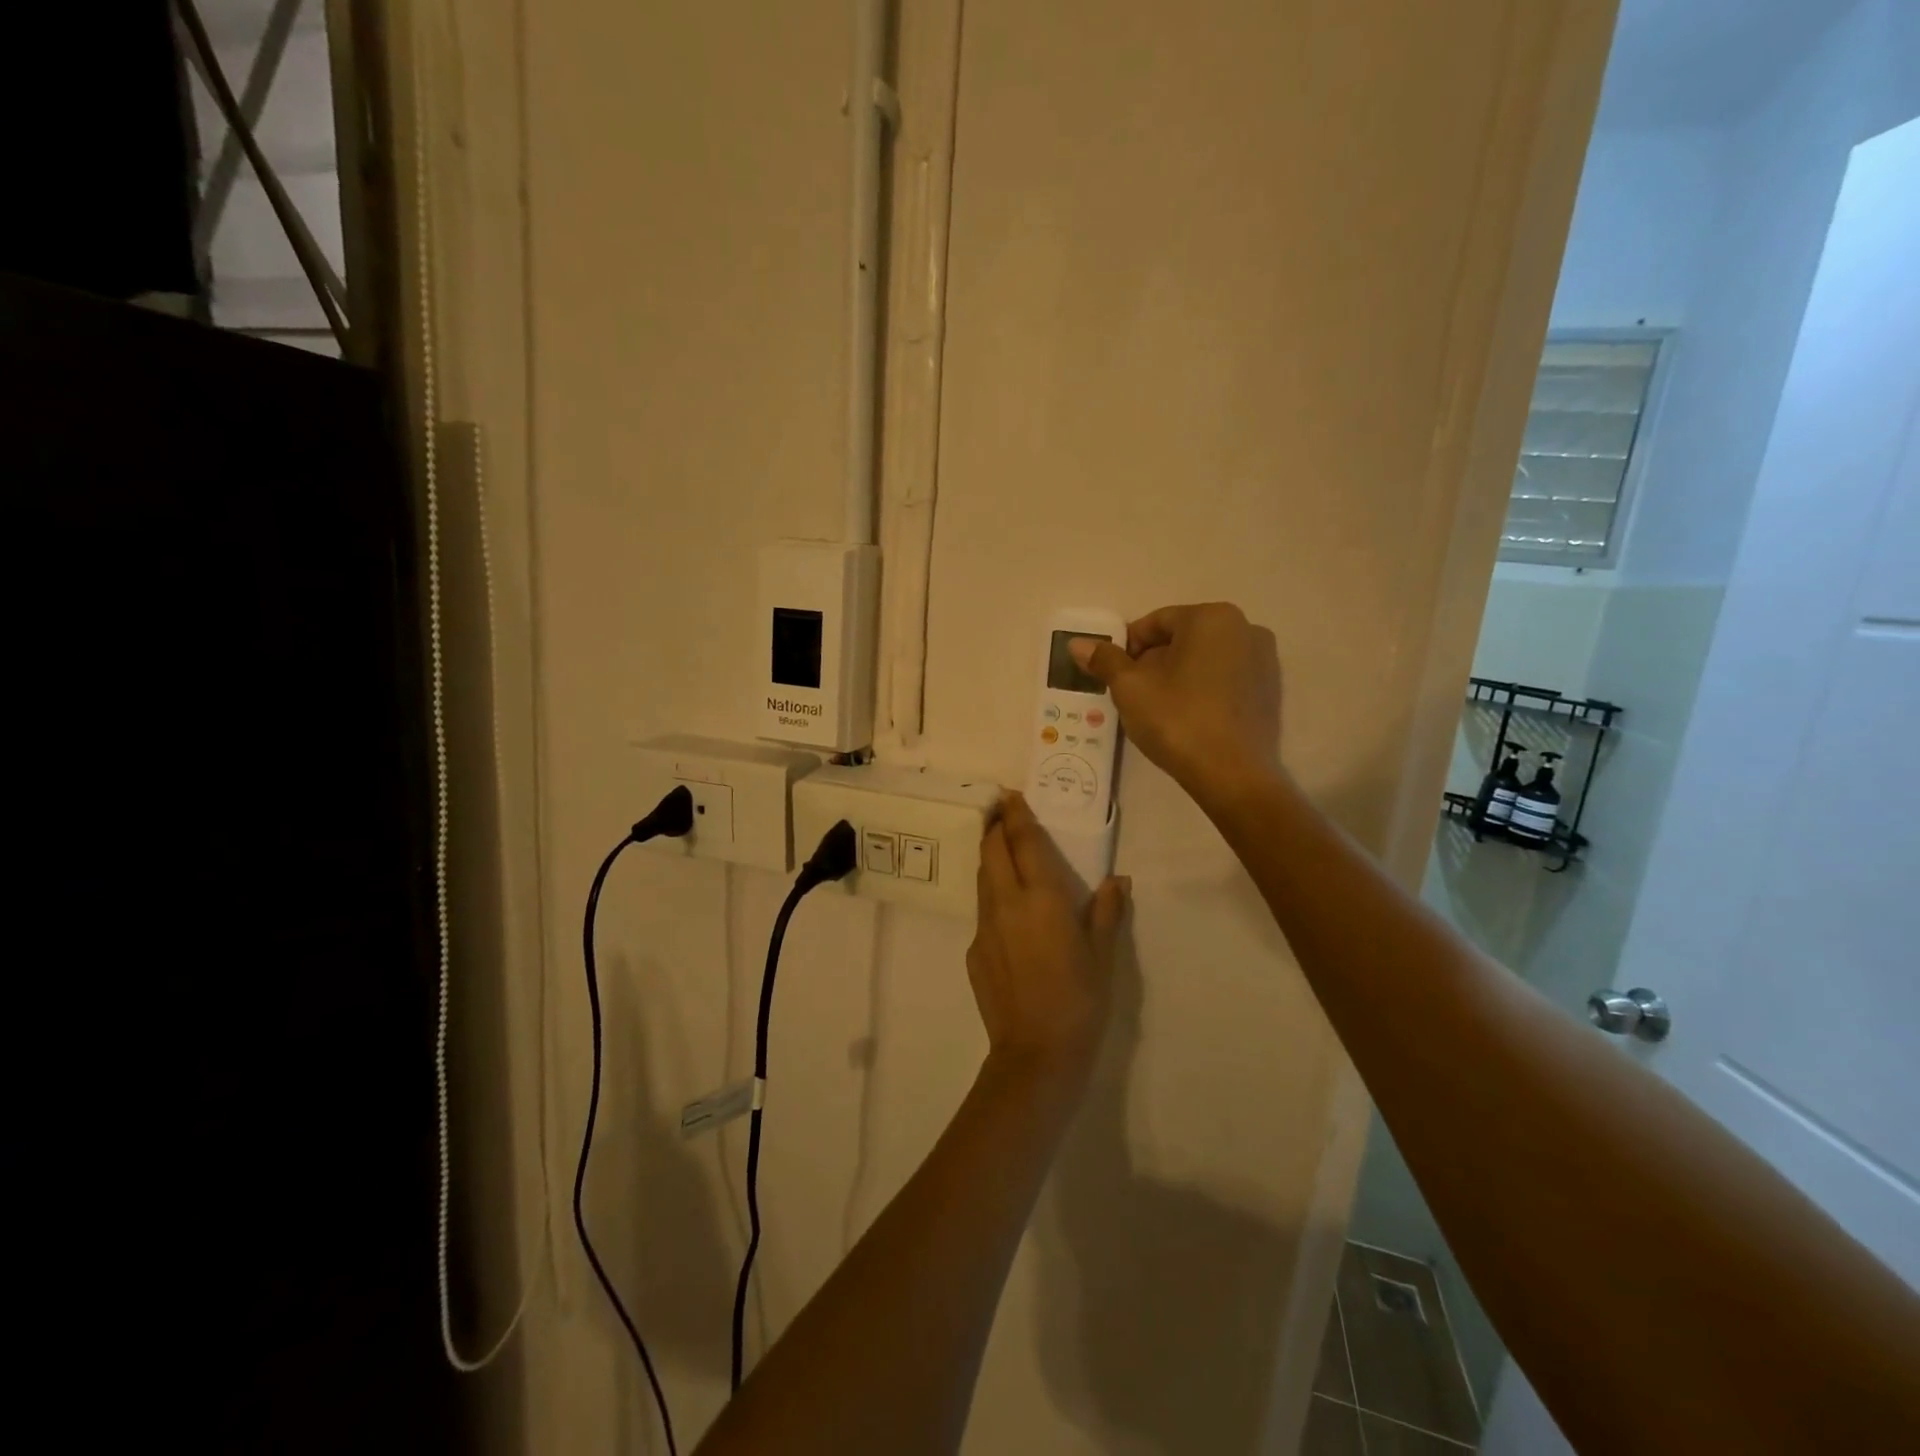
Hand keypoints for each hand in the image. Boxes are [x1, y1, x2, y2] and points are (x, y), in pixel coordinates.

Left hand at [967, 793, 1129, 1090]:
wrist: (1037, 1053)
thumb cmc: (1080, 999)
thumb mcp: (1103, 955)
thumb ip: (1107, 912)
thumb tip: (1118, 881)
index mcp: (1041, 897)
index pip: (1022, 841)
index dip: (1015, 814)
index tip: (1010, 795)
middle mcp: (1006, 903)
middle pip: (991, 851)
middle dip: (995, 828)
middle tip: (1003, 815)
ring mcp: (984, 927)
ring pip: (982, 879)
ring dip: (990, 859)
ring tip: (1003, 853)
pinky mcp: (973, 951)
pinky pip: (982, 913)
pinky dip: (993, 899)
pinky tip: (1010, 916)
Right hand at [1070, 602, 1282, 806]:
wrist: (1232, 775)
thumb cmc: (1177, 720)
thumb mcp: (1130, 688)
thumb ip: (1105, 660)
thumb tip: (1077, 644)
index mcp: (1211, 618)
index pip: (1155, 623)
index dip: (1127, 648)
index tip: (1113, 675)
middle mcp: (1245, 628)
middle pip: (1182, 638)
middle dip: (1153, 661)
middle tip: (1133, 693)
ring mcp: (1264, 659)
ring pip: (1205, 658)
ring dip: (1178, 675)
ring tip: (1159, 708)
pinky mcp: (1270, 689)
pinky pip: (1225, 678)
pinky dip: (1203, 689)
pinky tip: (1188, 717)